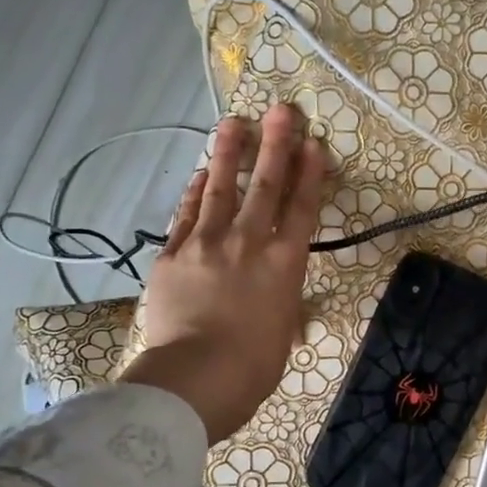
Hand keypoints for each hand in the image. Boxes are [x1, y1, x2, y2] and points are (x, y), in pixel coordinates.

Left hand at [120, 105, 325, 443]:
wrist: (196, 377)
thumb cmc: (252, 367)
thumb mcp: (282, 335)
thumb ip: (283, 307)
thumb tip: (281, 306)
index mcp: (284, 265)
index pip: (301, 209)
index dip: (310, 174)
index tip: (314, 145)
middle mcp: (249, 243)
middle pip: (265, 186)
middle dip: (276, 145)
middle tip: (281, 110)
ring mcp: (207, 244)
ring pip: (222, 189)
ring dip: (230, 153)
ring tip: (234, 122)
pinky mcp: (173, 254)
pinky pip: (187, 214)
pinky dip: (196, 191)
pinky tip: (202, 172)